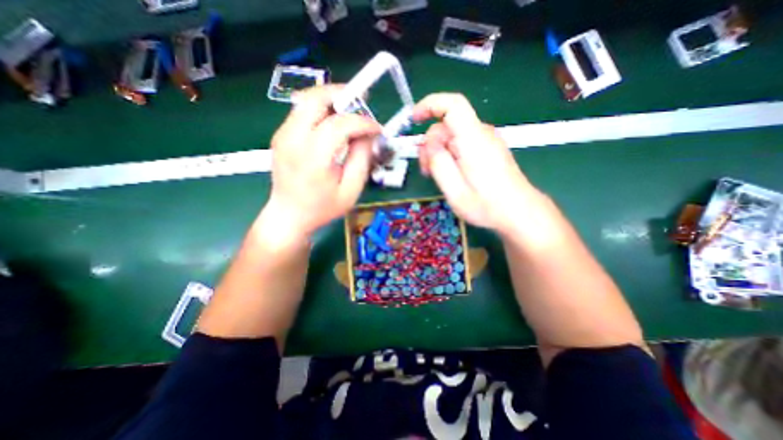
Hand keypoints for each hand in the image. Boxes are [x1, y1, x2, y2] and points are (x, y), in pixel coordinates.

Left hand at [263, 84, 382, 240]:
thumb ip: (362, 160)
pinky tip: (334, 124)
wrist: (288, 215)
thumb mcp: (350, 191)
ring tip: (351, 113)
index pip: (339, 124)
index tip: (377, 129)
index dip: (363, 122)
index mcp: (313, 158)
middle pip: (316, 99)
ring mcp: (283, 134)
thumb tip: (368, 136)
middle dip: (343, 95)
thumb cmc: (322, 208)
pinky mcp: (280, 135)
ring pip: (308, 101)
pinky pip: (302, 111)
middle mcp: (293, 140)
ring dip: (332, 101)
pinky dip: (321, 110)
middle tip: (362, 103)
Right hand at [415, 91, 538, 229]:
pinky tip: (450, 173)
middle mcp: (482, 134)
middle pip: (447, 125)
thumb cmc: (487, 206)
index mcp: (474, 140)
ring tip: (437, 176)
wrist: (519, 212)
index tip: (413, 119)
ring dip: (439, 152)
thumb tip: (429, 145)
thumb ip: (439, 165)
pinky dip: (449, 154)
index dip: (430, 105)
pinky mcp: (487, 148)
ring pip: (453, 135)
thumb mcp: (455, 191)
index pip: (453, 105)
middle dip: (430, 144)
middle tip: (425, 170)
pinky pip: (462, 143)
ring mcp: (486, 140)